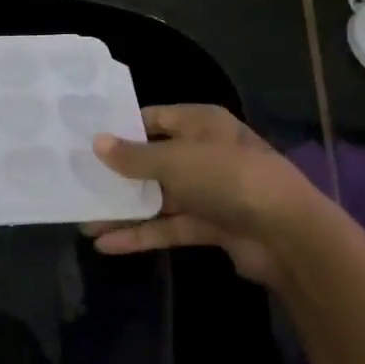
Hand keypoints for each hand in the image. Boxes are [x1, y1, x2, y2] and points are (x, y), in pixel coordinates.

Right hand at [83, 104, 330, 286]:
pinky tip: (107, 244)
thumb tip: (96, 143)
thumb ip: (133, 156)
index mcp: (200, 123)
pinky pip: (168, 226)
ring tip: (84, 219)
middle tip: (77, 181)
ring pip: (157, 197)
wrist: (287, 234)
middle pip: (152, 160)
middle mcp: (203, 152)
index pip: (152, 119)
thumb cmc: (228, 177)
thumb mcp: (175, 161)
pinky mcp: (211, 225)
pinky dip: (141, 234)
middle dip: (117, 175)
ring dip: (124, 210)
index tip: (85, 140)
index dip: (120, 129)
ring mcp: (208, 191)